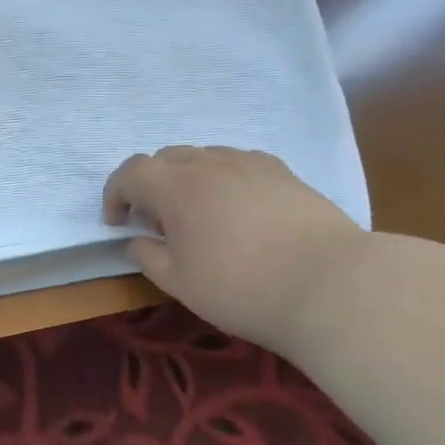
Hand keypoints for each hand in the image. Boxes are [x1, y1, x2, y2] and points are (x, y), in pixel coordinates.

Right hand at [104, 146, 365, 353]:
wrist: (329, 285)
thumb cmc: (242, 288)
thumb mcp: (179, 283)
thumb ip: (148, 256)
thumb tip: (137, 240)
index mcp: (177, 187)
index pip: (131, 172)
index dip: (115, 193)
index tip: (117, 222)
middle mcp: (211, 163)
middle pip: (166, 157)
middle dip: (150, 184)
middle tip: (155, 222)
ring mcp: (251, 163)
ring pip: (205, 157)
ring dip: (187, 179)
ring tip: (197, 215)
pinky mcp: (284, 173)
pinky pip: (239, 163)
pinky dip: (223, 178)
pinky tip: (237, 209)